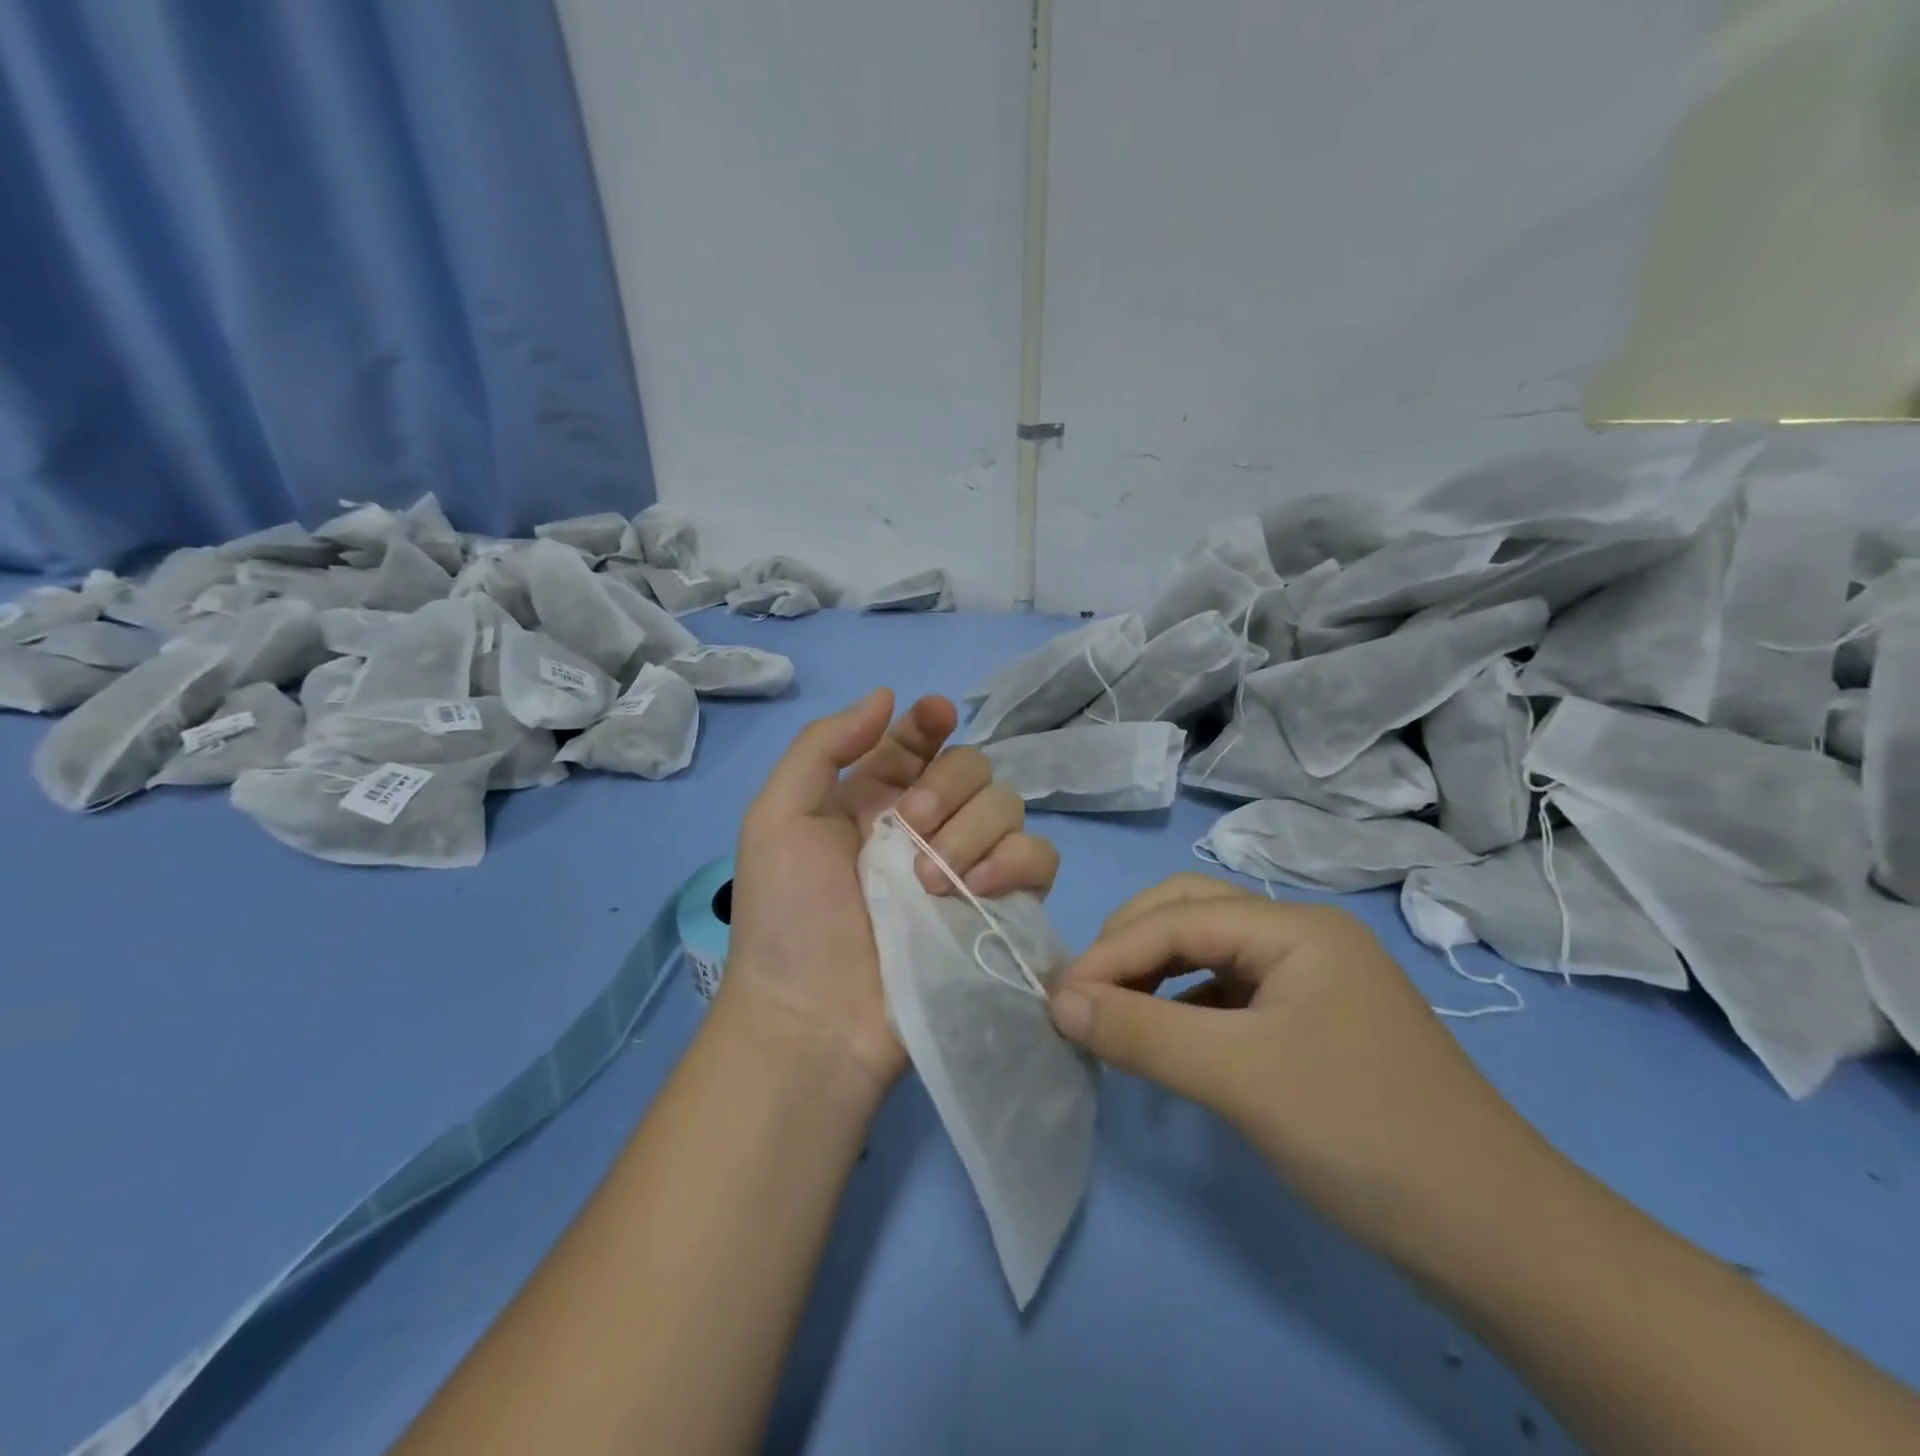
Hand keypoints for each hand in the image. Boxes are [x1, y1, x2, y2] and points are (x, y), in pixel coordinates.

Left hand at [723, 689, 1059, 1096]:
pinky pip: (1039, 857)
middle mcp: (927, 824)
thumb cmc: (788, 917)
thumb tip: (887, 696)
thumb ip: (824, 746)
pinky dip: (1015, 862)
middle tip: (910, 827)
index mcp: (875, 797)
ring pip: (1009, 805)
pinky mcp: (999, 907)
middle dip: (947, 786)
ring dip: (973, 829)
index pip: (918, 740)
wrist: (815, 1018)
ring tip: (930, 879)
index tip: (935, 717)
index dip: (930, 722)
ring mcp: (966, 866)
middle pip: (973, 766)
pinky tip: (974, 889)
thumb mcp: (778, 817)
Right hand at [1049, 874, 1530, 1247]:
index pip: (1177, 918)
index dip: (1110, 953)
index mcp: (1294, 926)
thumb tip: (1058, 1001)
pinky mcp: (1311, 1023)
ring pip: (1208, 954)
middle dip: (1130, 948)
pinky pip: (1229, 994)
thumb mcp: (1240, 1077)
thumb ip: (1141, 1032)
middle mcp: (1302, 937)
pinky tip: (1168, 1040)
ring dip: (1154, 976)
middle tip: (1086, 997)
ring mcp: (1310, 980)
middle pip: (1191, 915)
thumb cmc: (1363, 1133)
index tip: (1057, 999)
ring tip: (1114, 1016)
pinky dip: (1185, 1007)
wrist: (1499, 1239)